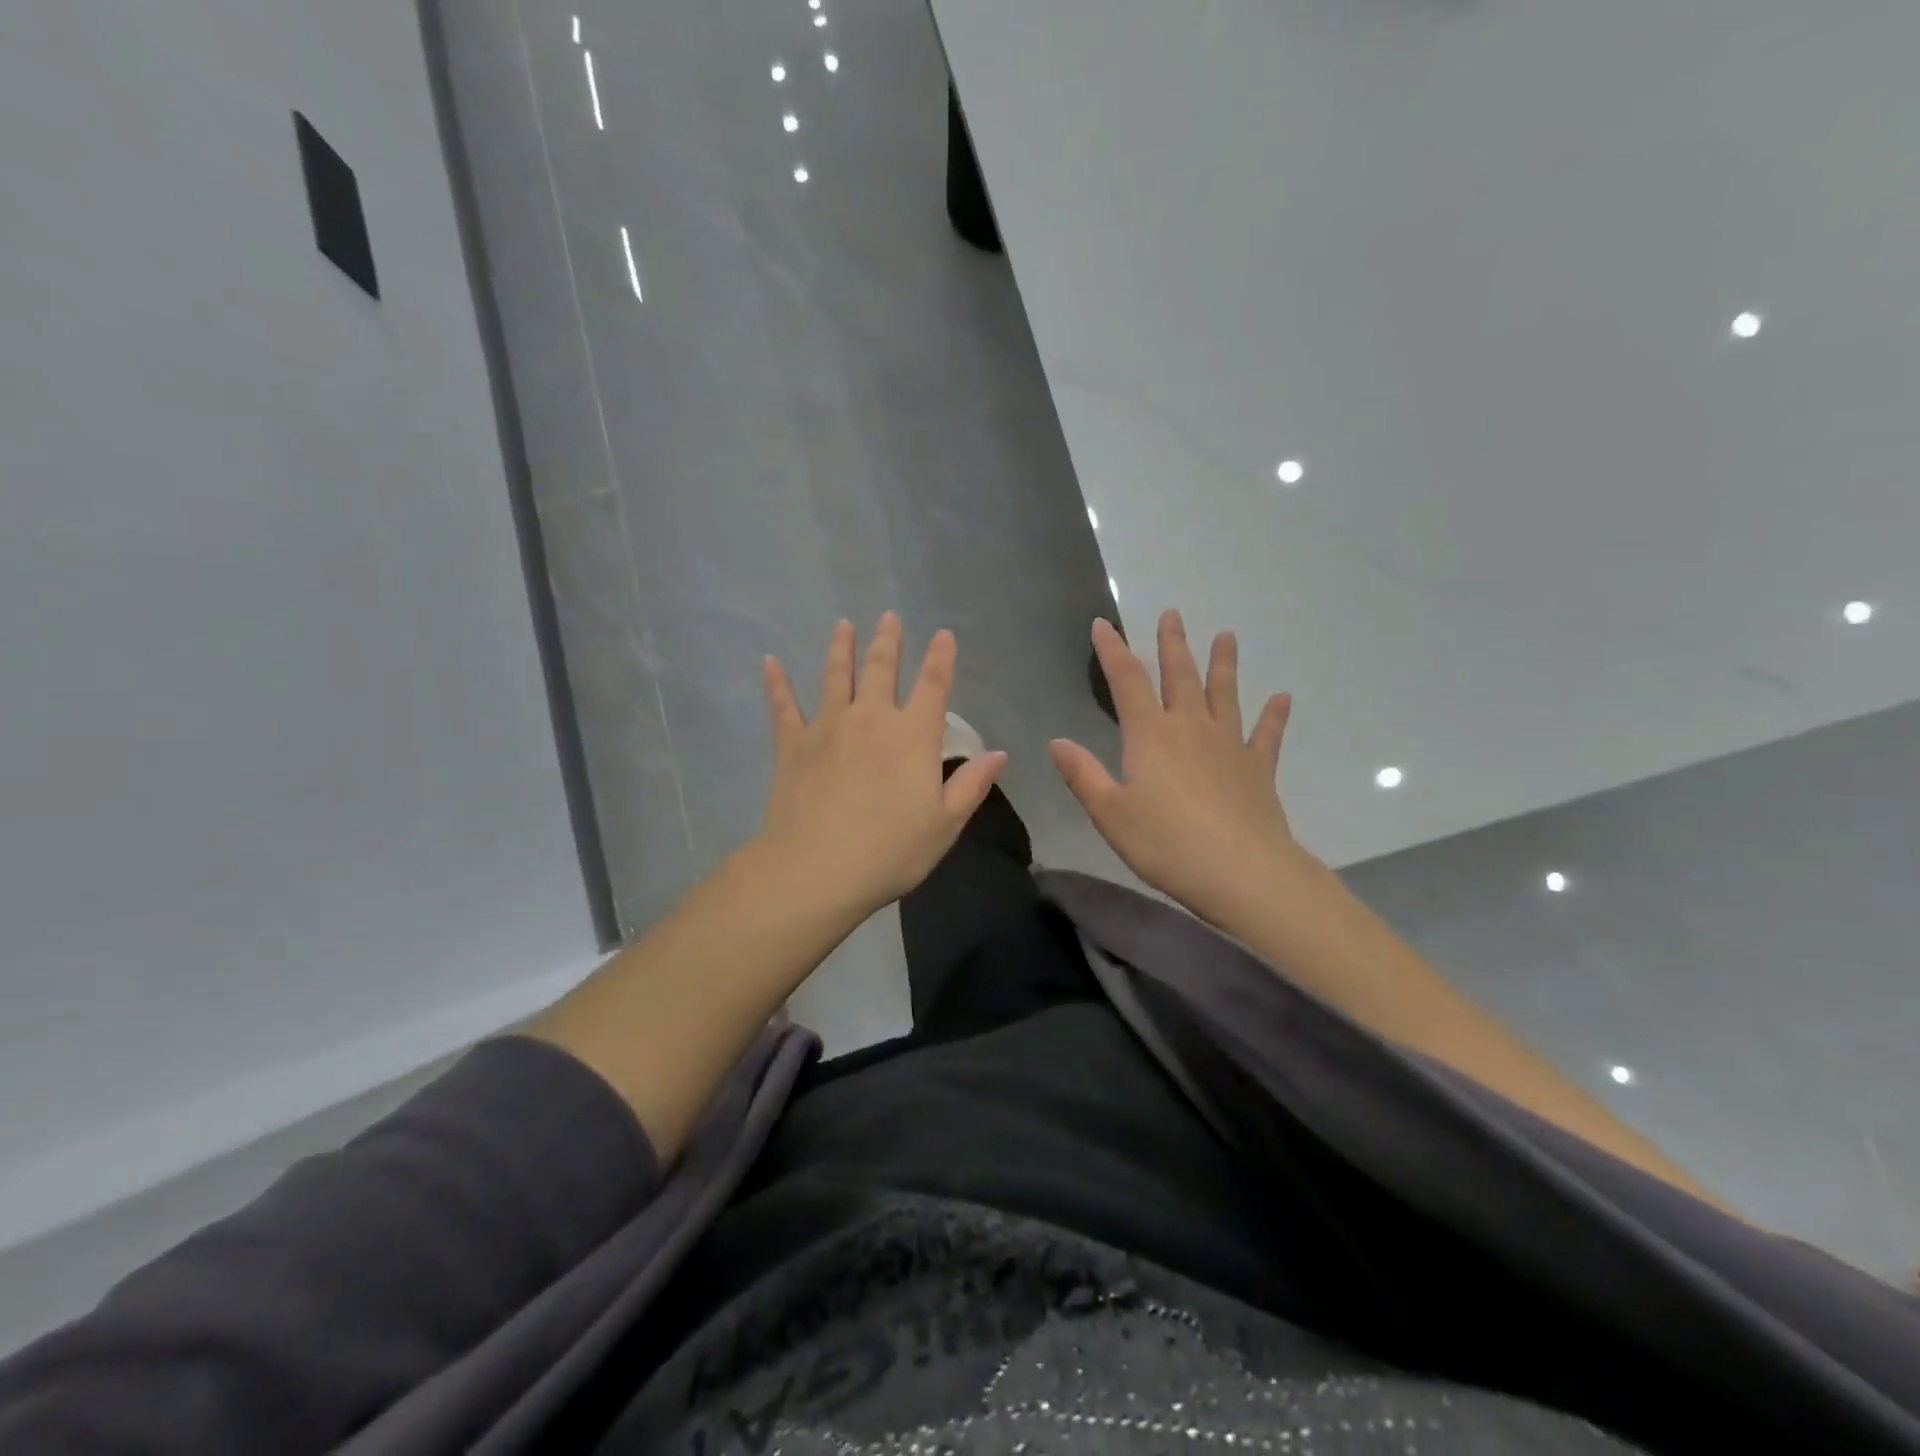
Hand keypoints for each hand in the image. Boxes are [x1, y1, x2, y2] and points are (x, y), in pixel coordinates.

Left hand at [760, 613, 1007, 917]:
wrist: (818, 868)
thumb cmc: (891, 851)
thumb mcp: (945, 824)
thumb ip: (972, 785)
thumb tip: (998, 754)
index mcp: (913, 736)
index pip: (933, 686)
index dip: (941, 658)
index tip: (943, 634)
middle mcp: (871, 719)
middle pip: (881, 669)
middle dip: (887, 641)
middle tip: (888, 616)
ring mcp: (828, 727)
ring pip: (835, 676)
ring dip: (840, 648)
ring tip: (843, 625)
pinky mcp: (793, 745)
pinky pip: (783, 706)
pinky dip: (776, 683)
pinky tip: (770, 662)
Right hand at [1051, 612, 1303, 922]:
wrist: (1242, 872)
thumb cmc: (1166, 844)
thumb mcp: (1110, 814)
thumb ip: (1083, 775)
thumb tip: (1057, 742)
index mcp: (1150, 735)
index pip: (1126, 681)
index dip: (1113, 650)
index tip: (1103, 624)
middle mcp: (1190, 728)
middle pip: (1179, 676)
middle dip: (1172, 644)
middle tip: (1172, 614)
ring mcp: (1229, 745)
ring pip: (1224, 694)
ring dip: (1223, 664)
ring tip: (1226, 636)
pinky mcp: (1258, 768)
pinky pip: (1266, 735)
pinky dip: (1273, 716)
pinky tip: (1281, 698)